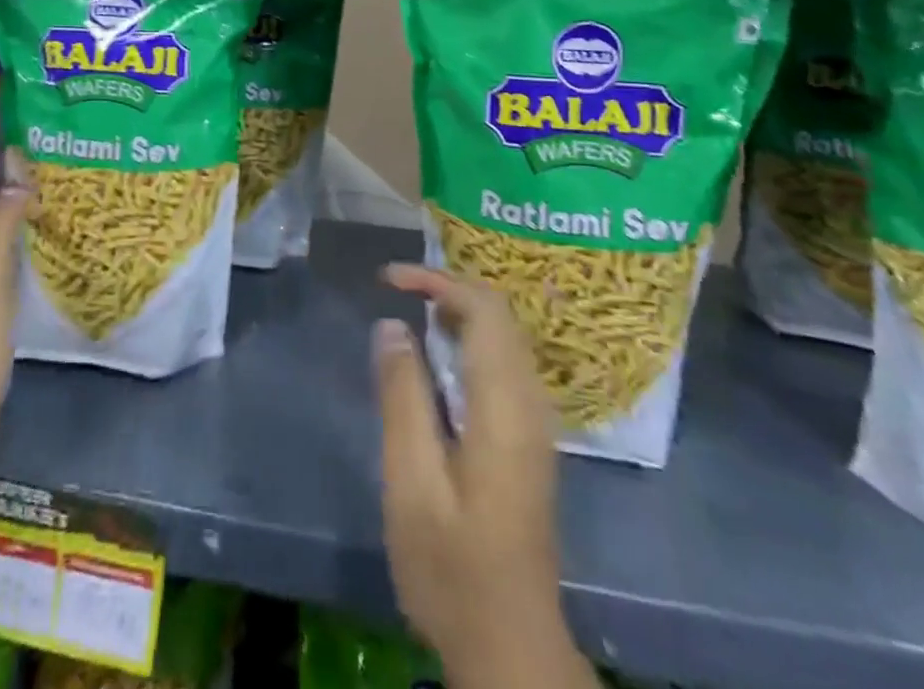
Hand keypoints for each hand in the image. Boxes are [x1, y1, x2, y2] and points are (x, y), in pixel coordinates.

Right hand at [374, 265, 587, 688]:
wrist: (511, 643)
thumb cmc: (452, 566)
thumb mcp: (412, 481)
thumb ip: (403, 396)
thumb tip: (391, 325)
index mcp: (504, 406)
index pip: (484, 309)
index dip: (436, 280)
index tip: (388, 279)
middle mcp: (530, 402)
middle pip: (499, 314)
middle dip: (447, 286)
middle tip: (395, 287)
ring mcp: (535, 421)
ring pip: (504, 336)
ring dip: (459, 309)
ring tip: (410, 310)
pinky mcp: (528, 438)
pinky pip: (503, 360)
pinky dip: (469, 337)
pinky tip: (437, 355)